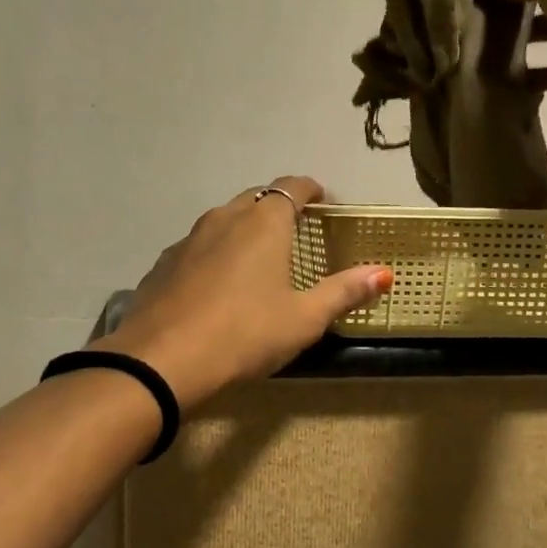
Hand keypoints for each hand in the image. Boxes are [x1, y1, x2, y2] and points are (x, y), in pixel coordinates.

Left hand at [95, 177, 391, 407]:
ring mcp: (187, 240)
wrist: (163, 360)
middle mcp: (223, 219)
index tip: (324, 202)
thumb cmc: (245, 334)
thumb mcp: (304, 319)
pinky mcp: (163, 265)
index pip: (292, 187)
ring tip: (256, 259)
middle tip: (294, 233)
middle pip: (255, 199)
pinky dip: (213, 255)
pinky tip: (215, 286)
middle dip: (277, 208)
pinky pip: (196, 248)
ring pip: (222, 221)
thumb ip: (344, 292)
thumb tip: (383, 272)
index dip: (311, 190)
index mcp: (263, 223)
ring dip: (242, 230)